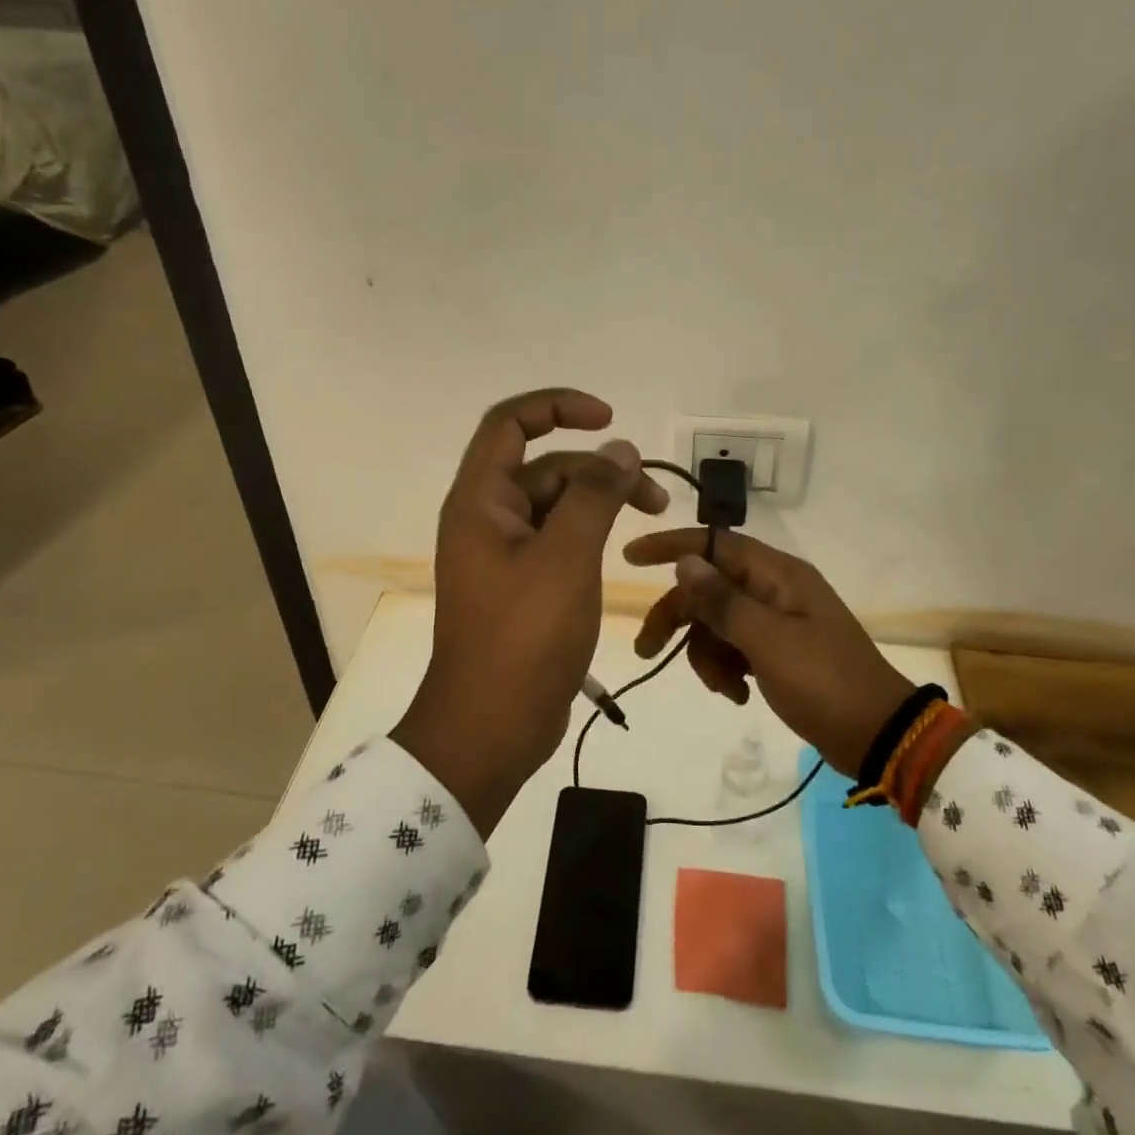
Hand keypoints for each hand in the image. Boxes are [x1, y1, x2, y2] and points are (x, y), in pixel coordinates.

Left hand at [392, 390, 668, 832]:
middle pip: (544, 469)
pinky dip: (590, 534)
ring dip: (601, 502)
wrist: (491, 726)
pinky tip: (623, 550)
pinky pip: (557, 541)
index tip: (608, 418)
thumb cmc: (524, 637)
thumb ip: (594, 496)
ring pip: (556, 506)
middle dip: (599, 469)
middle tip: (654, 495)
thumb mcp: (566, 558)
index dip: (557, 407)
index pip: (510, 424)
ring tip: (653, 515)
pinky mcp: (522, 585)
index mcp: (480, 502)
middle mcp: (487, 519)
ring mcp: (504, 555)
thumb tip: (619, 449)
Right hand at [623, 529, 914, 776]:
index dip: (670, 547)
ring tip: (724, 688)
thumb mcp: (767, 641)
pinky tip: (738, 695)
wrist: (875, 733)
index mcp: (776, 574)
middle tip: (648, 652)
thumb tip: (685, 562)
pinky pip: (734, 647)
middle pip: (708, 589)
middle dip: (678, 619)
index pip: (714, 544)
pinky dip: (727, 669)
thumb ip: (722, 601)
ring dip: (707, 655)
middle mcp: (774, 589)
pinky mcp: (778, 651)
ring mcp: (777, 621)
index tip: (630, 558)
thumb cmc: (823, 681)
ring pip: (716, 623)